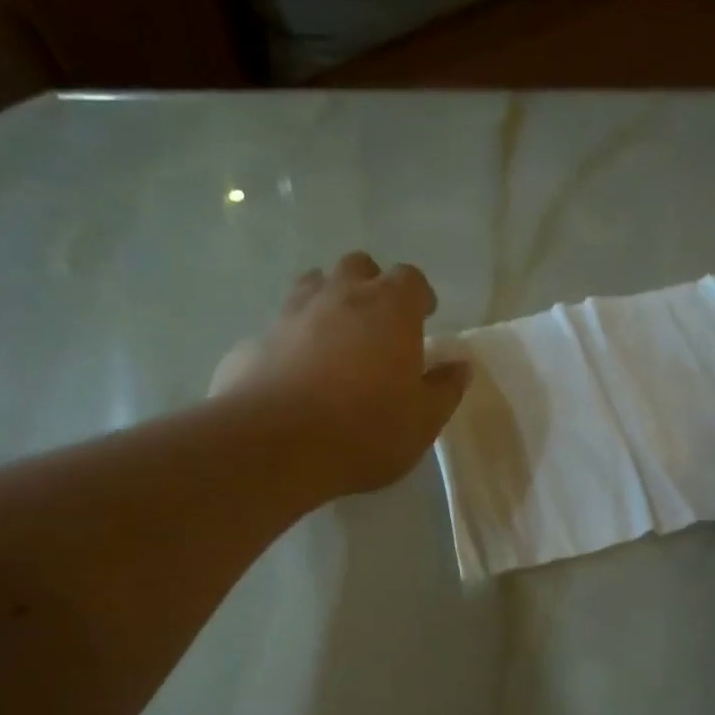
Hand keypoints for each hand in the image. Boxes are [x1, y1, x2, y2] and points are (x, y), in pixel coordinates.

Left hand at [211, 252, 468, 497]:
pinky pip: (279, 327)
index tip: (423, 318)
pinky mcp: (255, 339)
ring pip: (313, 285)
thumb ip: (444, 389)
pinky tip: (293, 373)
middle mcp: (340, 296)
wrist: (276, 446)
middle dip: (370, 287)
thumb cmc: (365, 431)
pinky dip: (291, 339)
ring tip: (334, 339)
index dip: (418, 297)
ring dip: (327, 301)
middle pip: (358, 268)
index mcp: (389, 308)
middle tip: (376, 325)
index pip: (410, 279)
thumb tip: (460, 366)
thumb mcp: (422, 421)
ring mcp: (291, 313)